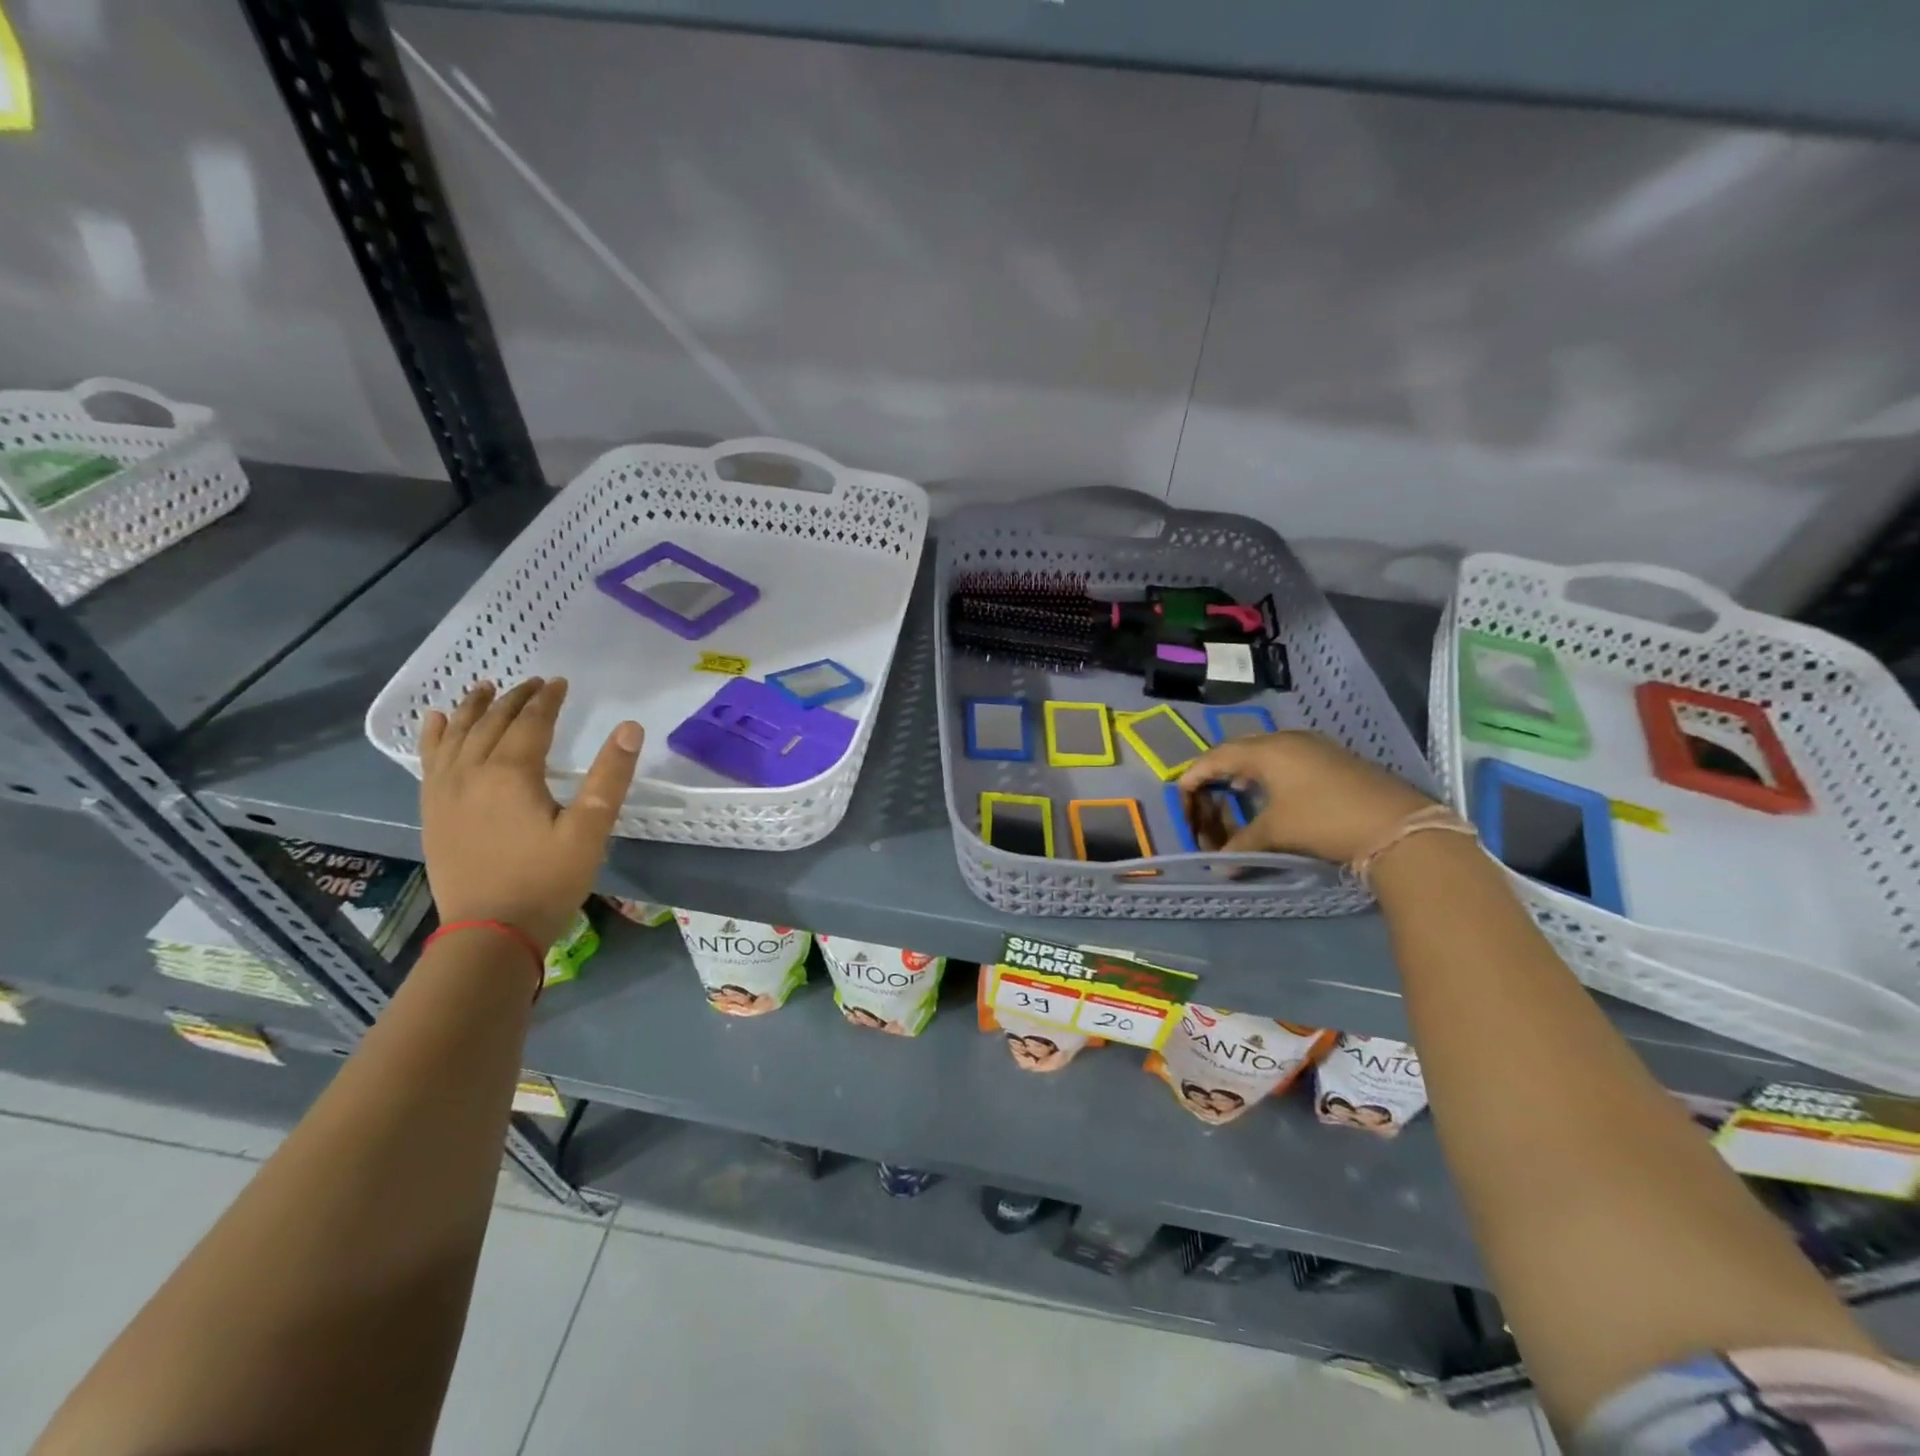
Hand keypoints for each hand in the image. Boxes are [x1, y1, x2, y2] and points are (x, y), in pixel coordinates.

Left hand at [420, 678, 641, 946]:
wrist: (489, 932)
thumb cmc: (547, 881)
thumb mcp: (590, 831)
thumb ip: (610, 777)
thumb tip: (630, 728)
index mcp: (512, 774)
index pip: (531, 723)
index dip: (548, 700)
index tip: (561, 682)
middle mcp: (472, 773)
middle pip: (492, 723)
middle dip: (515, 699)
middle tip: (535, 683)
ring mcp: (446, 792)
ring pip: (457, 736)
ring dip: (473, 708)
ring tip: (483, 687)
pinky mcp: (433, 812)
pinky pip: (429, 761)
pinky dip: (434, 736)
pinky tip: (437, 722)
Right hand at [1177, 730, 1433, 864]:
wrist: (1398, 827)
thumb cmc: (1325, 820)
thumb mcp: (1277, 833)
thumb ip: (1242, 845)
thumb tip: (1219, 866)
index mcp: (1267, 750)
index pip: (1216, 756)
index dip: (1194, 776)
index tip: (1181, 796)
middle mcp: (1287, 740)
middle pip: (1239, 750)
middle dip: (1217, 772)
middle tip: (1206, 795)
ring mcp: (1314, 747)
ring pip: (1265, 754)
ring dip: (1245, 774)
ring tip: (1234, 796)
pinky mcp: (1333, 760)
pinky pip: (1287, 760)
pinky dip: (1269, 776)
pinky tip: (1271, 797)